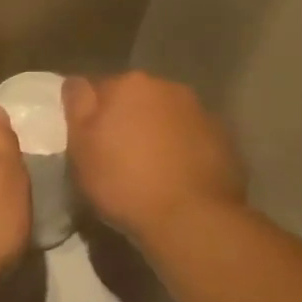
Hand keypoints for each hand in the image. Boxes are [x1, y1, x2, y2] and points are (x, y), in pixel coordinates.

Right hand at [62, 73, 246, 242]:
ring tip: (148, 169)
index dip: (89, 115)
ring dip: (155, 133)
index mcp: (130, 84)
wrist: (191, 218)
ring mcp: (201, 111)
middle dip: (126, 120)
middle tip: (116, 156)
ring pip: (166, 117)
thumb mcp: (81, 147)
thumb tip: (77, 82)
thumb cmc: (124, 182)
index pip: (97, 88)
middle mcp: (168, 87)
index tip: (87, 141)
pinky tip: (176, 178)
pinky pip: (191, 138)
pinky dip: (182, 150)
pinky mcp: (224, 139)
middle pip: (135, 99)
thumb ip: (77, 107)